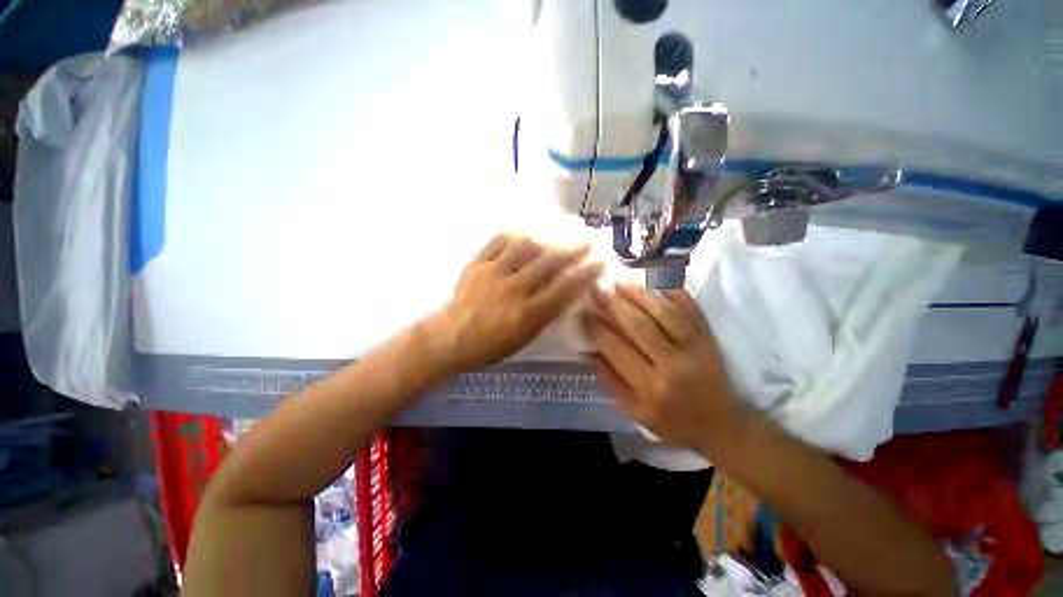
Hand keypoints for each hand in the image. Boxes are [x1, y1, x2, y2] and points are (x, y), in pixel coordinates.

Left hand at [432, 234, 603, 372]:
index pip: (564, 289)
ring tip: (563, 220)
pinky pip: (499, 240)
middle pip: (548, 263)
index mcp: (527, 313)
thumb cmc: (493, 343)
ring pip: (525, 245)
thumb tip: (567, 291)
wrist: (452, 336)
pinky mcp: (478, 263)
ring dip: (548, 231)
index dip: (585, 273)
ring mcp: (493, 273)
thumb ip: (547, 314)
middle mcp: (513, 290)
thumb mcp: (526, 337)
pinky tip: (530, 220)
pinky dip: (517, 228)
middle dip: (573, 248)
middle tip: (588, 237)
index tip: (600, 260)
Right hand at [586, 284, 747, 449]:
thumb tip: (589, 351)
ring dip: (640, 295)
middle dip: (614, 305)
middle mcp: (672, 366)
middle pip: (638, 326)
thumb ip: (611, 381)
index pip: (616, 349)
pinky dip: (674, 295)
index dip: (597, 328)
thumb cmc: (672, 422)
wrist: (721, 426)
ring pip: (664, 313)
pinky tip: (657, 286)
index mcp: (650, 389)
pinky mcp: (709, 340)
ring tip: (621, 284)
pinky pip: (691, 310)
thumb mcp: (635, 412)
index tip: (584, 313)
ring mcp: (695, 349)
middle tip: (598, 290)